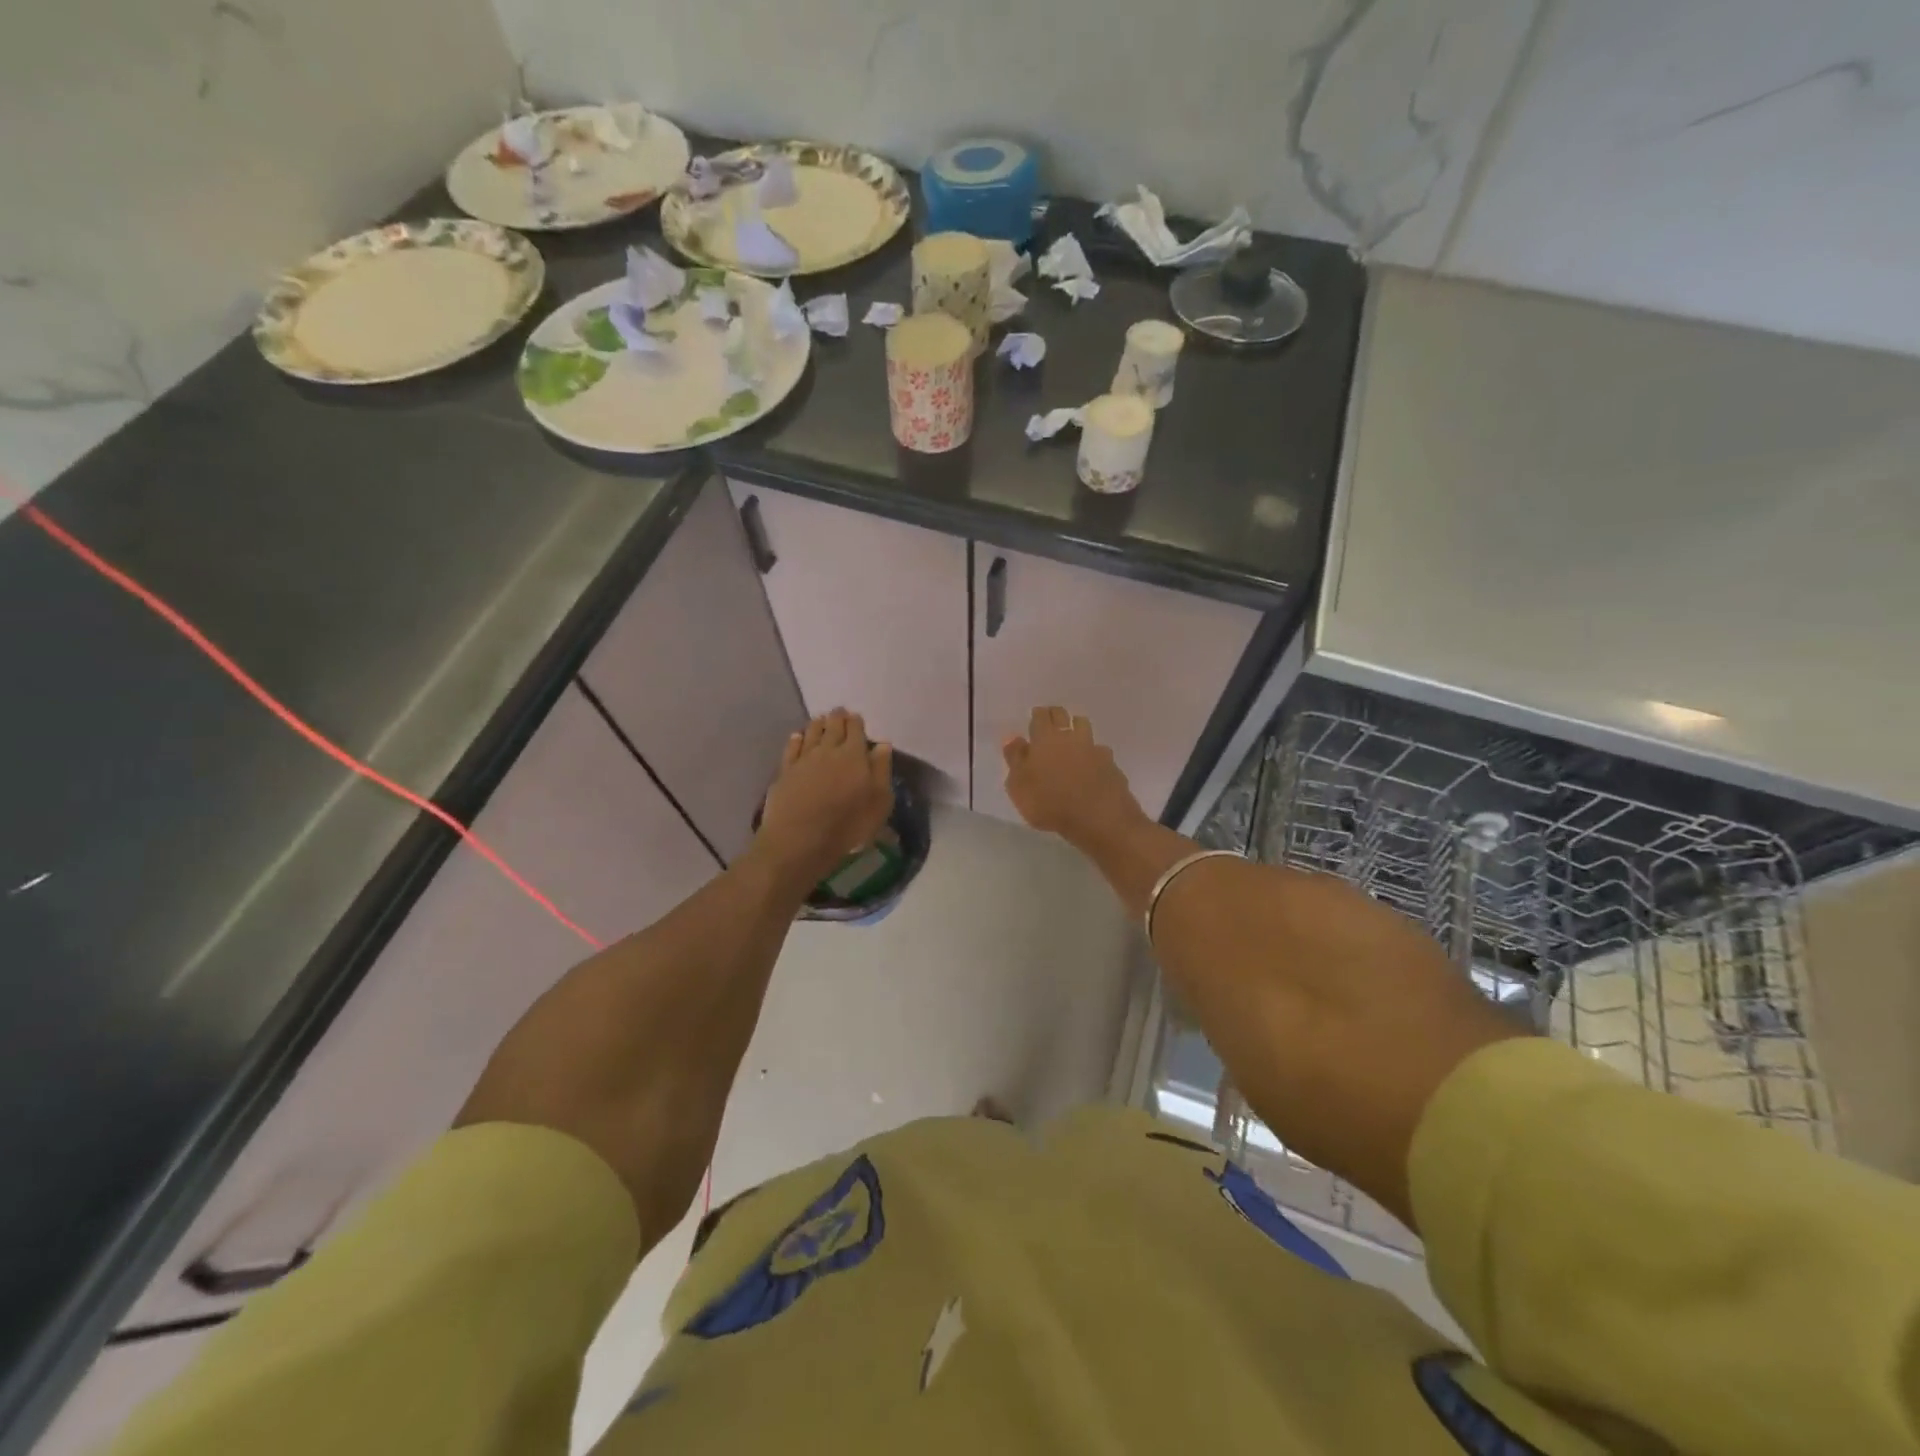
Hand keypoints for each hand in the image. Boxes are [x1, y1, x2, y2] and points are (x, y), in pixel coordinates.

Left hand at [757, 709, 893, 883]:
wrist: (799, 841)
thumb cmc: (847, 825)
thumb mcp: (879, 802)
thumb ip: (881, 770)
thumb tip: (882, 745)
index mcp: (854, 755)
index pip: (856, 730)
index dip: (856, 722)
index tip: (856, 717)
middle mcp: (828, 750)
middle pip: (833, 727)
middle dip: (837, 717)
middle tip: (839, 712)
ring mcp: (804, 759)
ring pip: (811, 733)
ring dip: (818, 724)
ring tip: (821, 719)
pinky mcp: (785, 771)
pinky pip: (792, 748)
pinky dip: (797, 739)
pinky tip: (797, 736)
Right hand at [1002, 706, 1145, 846]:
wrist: (1098, 817)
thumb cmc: (1049, 803)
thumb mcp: (1019, 786)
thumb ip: (1015, 759)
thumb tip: (1012, 738)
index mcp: (1045, 739)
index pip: (1041, 716)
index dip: (1038, 715)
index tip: (1035, 717)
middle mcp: (1070, 737)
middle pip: (1063, 716)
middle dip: (1056, 715)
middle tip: (1051, 722)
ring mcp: (1093, 749)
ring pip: (1084, 727)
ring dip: (1077, 728)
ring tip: (1072, 739)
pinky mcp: (1110, 764)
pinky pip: (1100, 751)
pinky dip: (1094, 754)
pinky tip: (1091, 765)